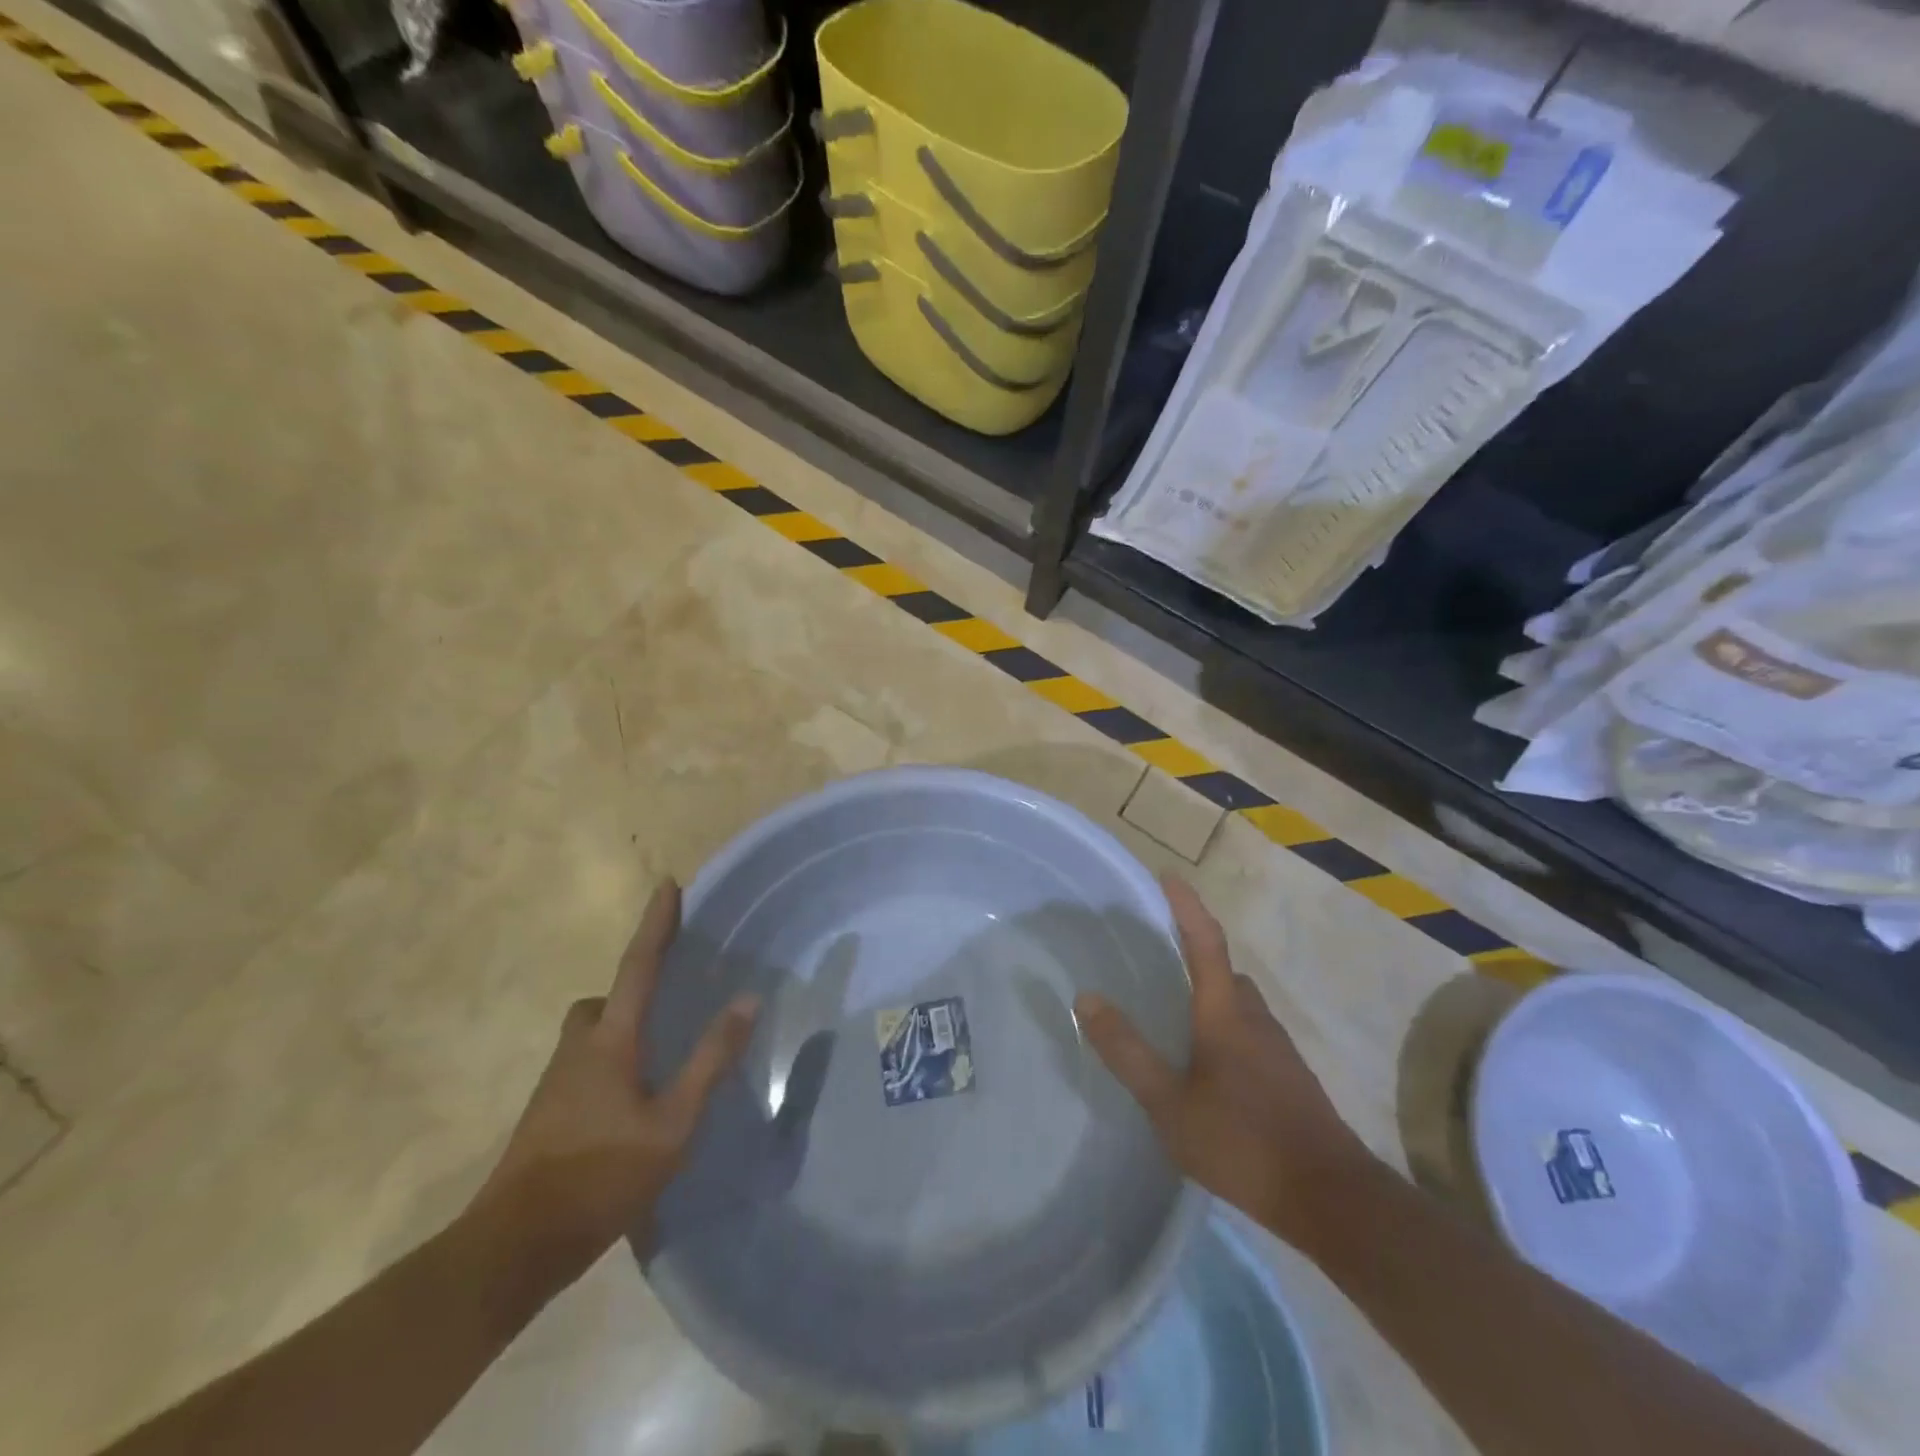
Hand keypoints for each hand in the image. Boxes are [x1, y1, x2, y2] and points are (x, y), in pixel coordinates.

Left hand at [469, 881, 758, 1288]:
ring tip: (657, 1056)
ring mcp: (555, 1084)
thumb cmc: (600, 1177)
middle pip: (602, 1000)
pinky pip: (582, 1065)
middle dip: (630, 988)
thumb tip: (748, 998)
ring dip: (618, 1029)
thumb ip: (711, 1060)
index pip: (638, 966)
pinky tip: (630, 1102)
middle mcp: (578, 1050)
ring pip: (589, 1034)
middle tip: (667, 1001)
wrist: (512, 1248)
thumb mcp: (672, 1123)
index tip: (667, 884)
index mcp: (610, 1041)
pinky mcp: (546, 1115)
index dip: (655, 924)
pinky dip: (608, 1062)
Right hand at [1075, 874, 1374, 1246]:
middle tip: (1161, 956)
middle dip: (1196, 953)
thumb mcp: (1168, 1103)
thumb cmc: (1242, 1141)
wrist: (1331, 1198)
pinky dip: (1226, 1029)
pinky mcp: (1290, 1077)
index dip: (1186, 905)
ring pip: (1240, 1004)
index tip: (1168, 876)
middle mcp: (1255, 1017)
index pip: (1205, 941)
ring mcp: (1278, 1048)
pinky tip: (1210, 1066)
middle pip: (1225, 970)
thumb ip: (1127, 1051)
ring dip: (1212, 995)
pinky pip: (1251, 1033)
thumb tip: (1086, 997)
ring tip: (1178, 1014)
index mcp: (1225, 1011)